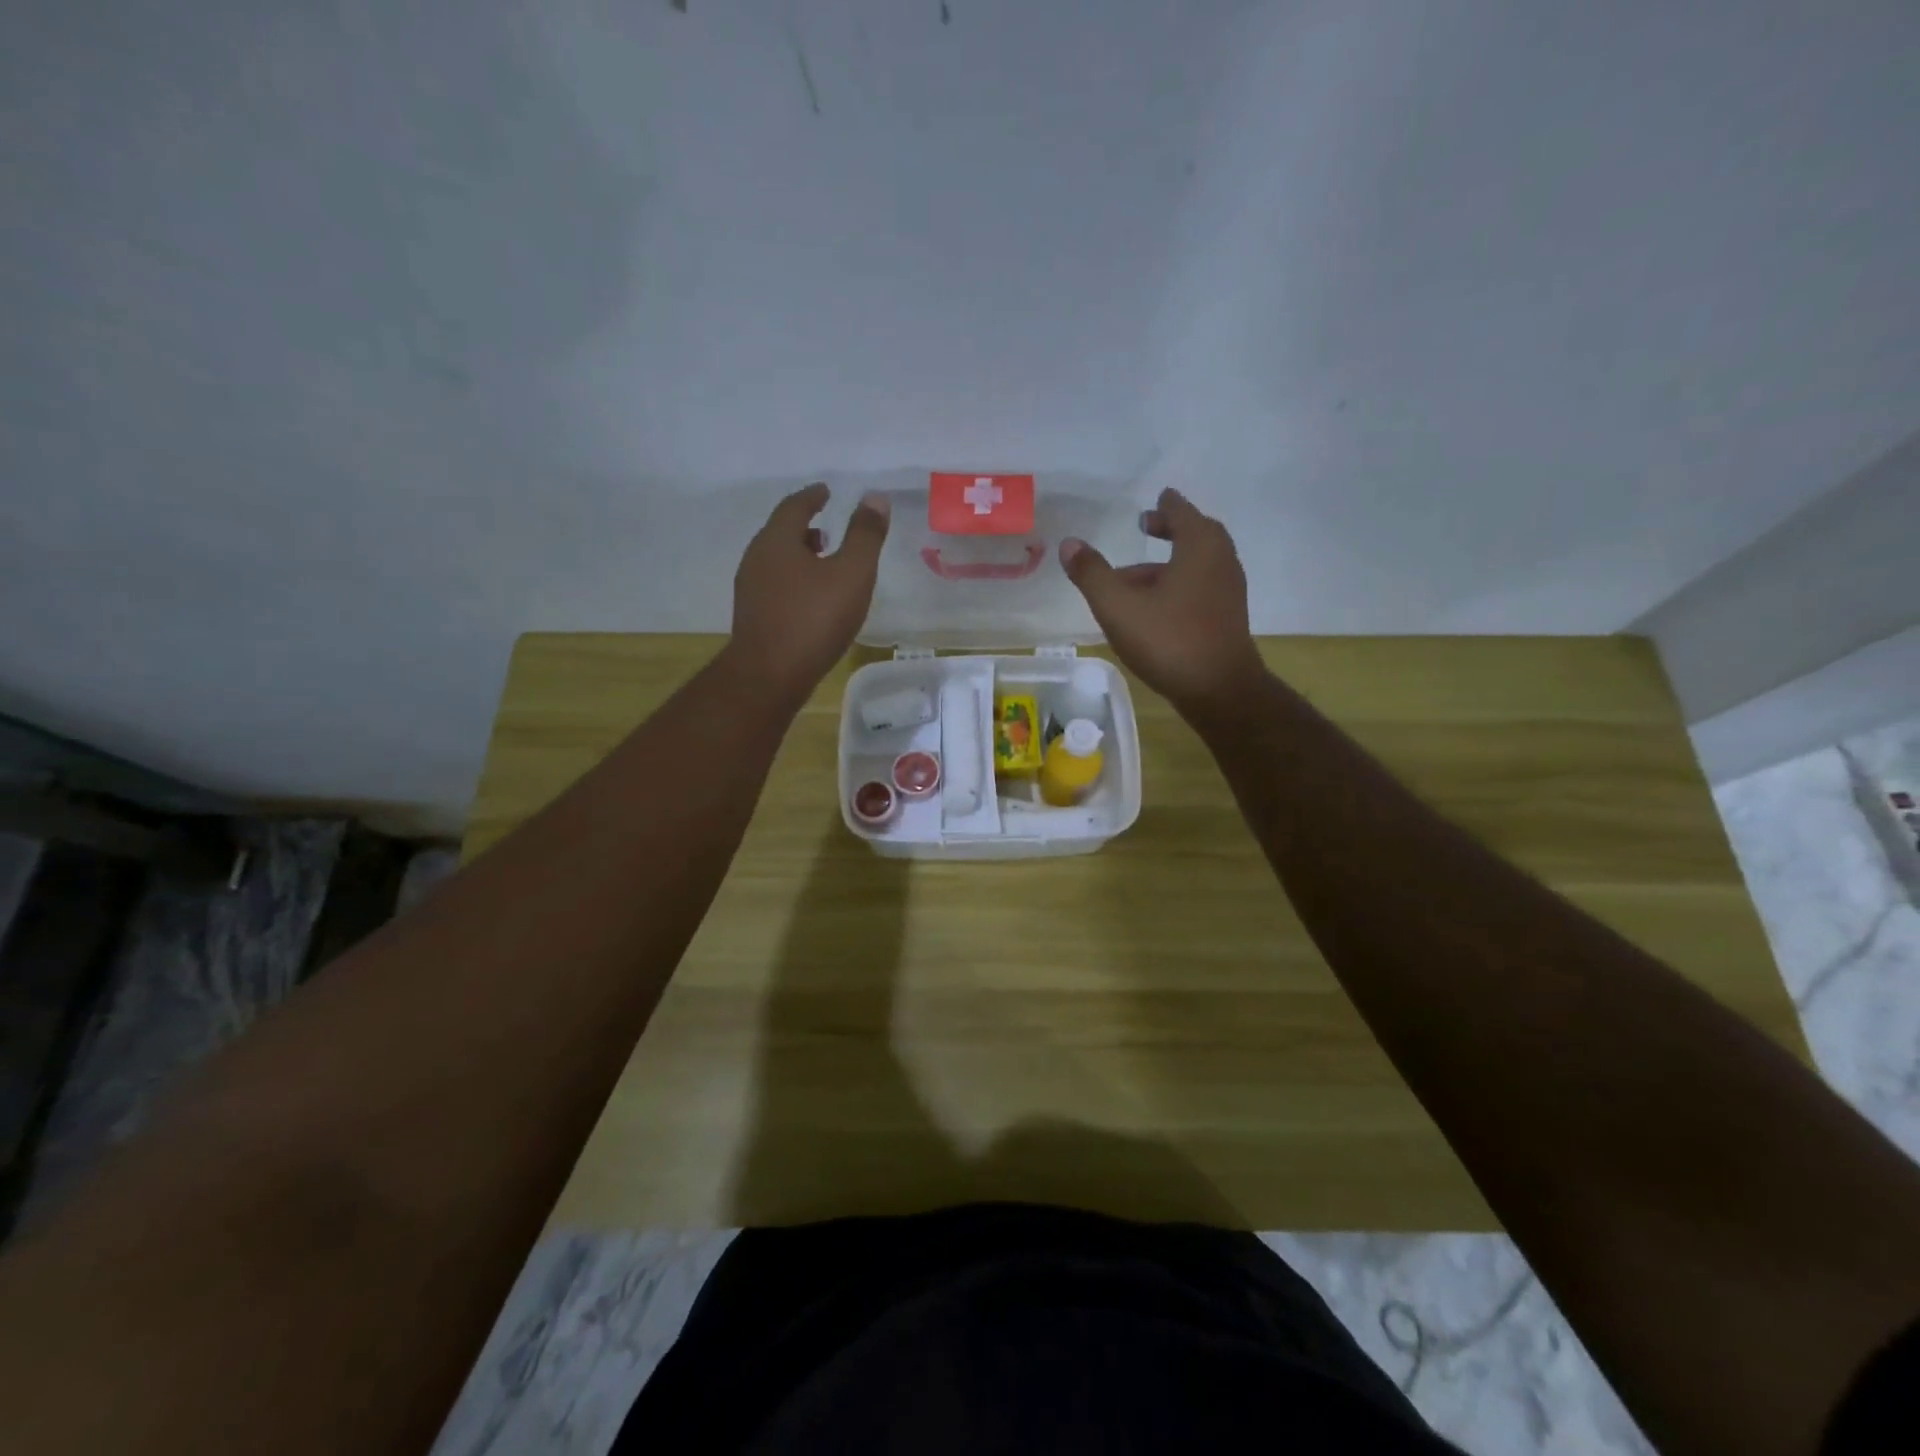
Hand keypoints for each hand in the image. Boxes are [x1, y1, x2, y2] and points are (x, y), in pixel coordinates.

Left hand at [728, 482, 890, 705]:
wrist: (769, 676)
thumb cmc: (813, 620)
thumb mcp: (851, 574)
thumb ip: (865, 536)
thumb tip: (875, 497)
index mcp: (777, 541)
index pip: (795, 506)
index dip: (813, 496)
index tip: (826, 491)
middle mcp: (757, 558)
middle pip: (781, 532)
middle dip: (805, 527)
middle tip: (828, 528)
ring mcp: (750, 589)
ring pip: (777, 560)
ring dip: (799, 554)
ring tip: (823, 562)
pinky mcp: (753, 616)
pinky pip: (775, 584)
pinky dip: (794, 578)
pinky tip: (811, 598)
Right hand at [1060, 488, 1263, 720]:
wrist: (1219, 690)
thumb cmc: (1169, 640)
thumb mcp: (1118, 606)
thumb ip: (1092, 574)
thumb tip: (1069, 544)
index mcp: (1199, 547)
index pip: (1182, 512)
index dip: (1166, 505)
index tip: (1157, 498)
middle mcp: (1220, 561)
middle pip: (1196, 535)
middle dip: (1171, 530)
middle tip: (1147, 527)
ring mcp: (1228, 592)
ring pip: (1197, 565)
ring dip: (1169, 564)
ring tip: (1134, 578)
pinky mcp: (1227, 618)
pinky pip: (1200, 588)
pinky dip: (1179, 585)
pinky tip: (1153, 608)